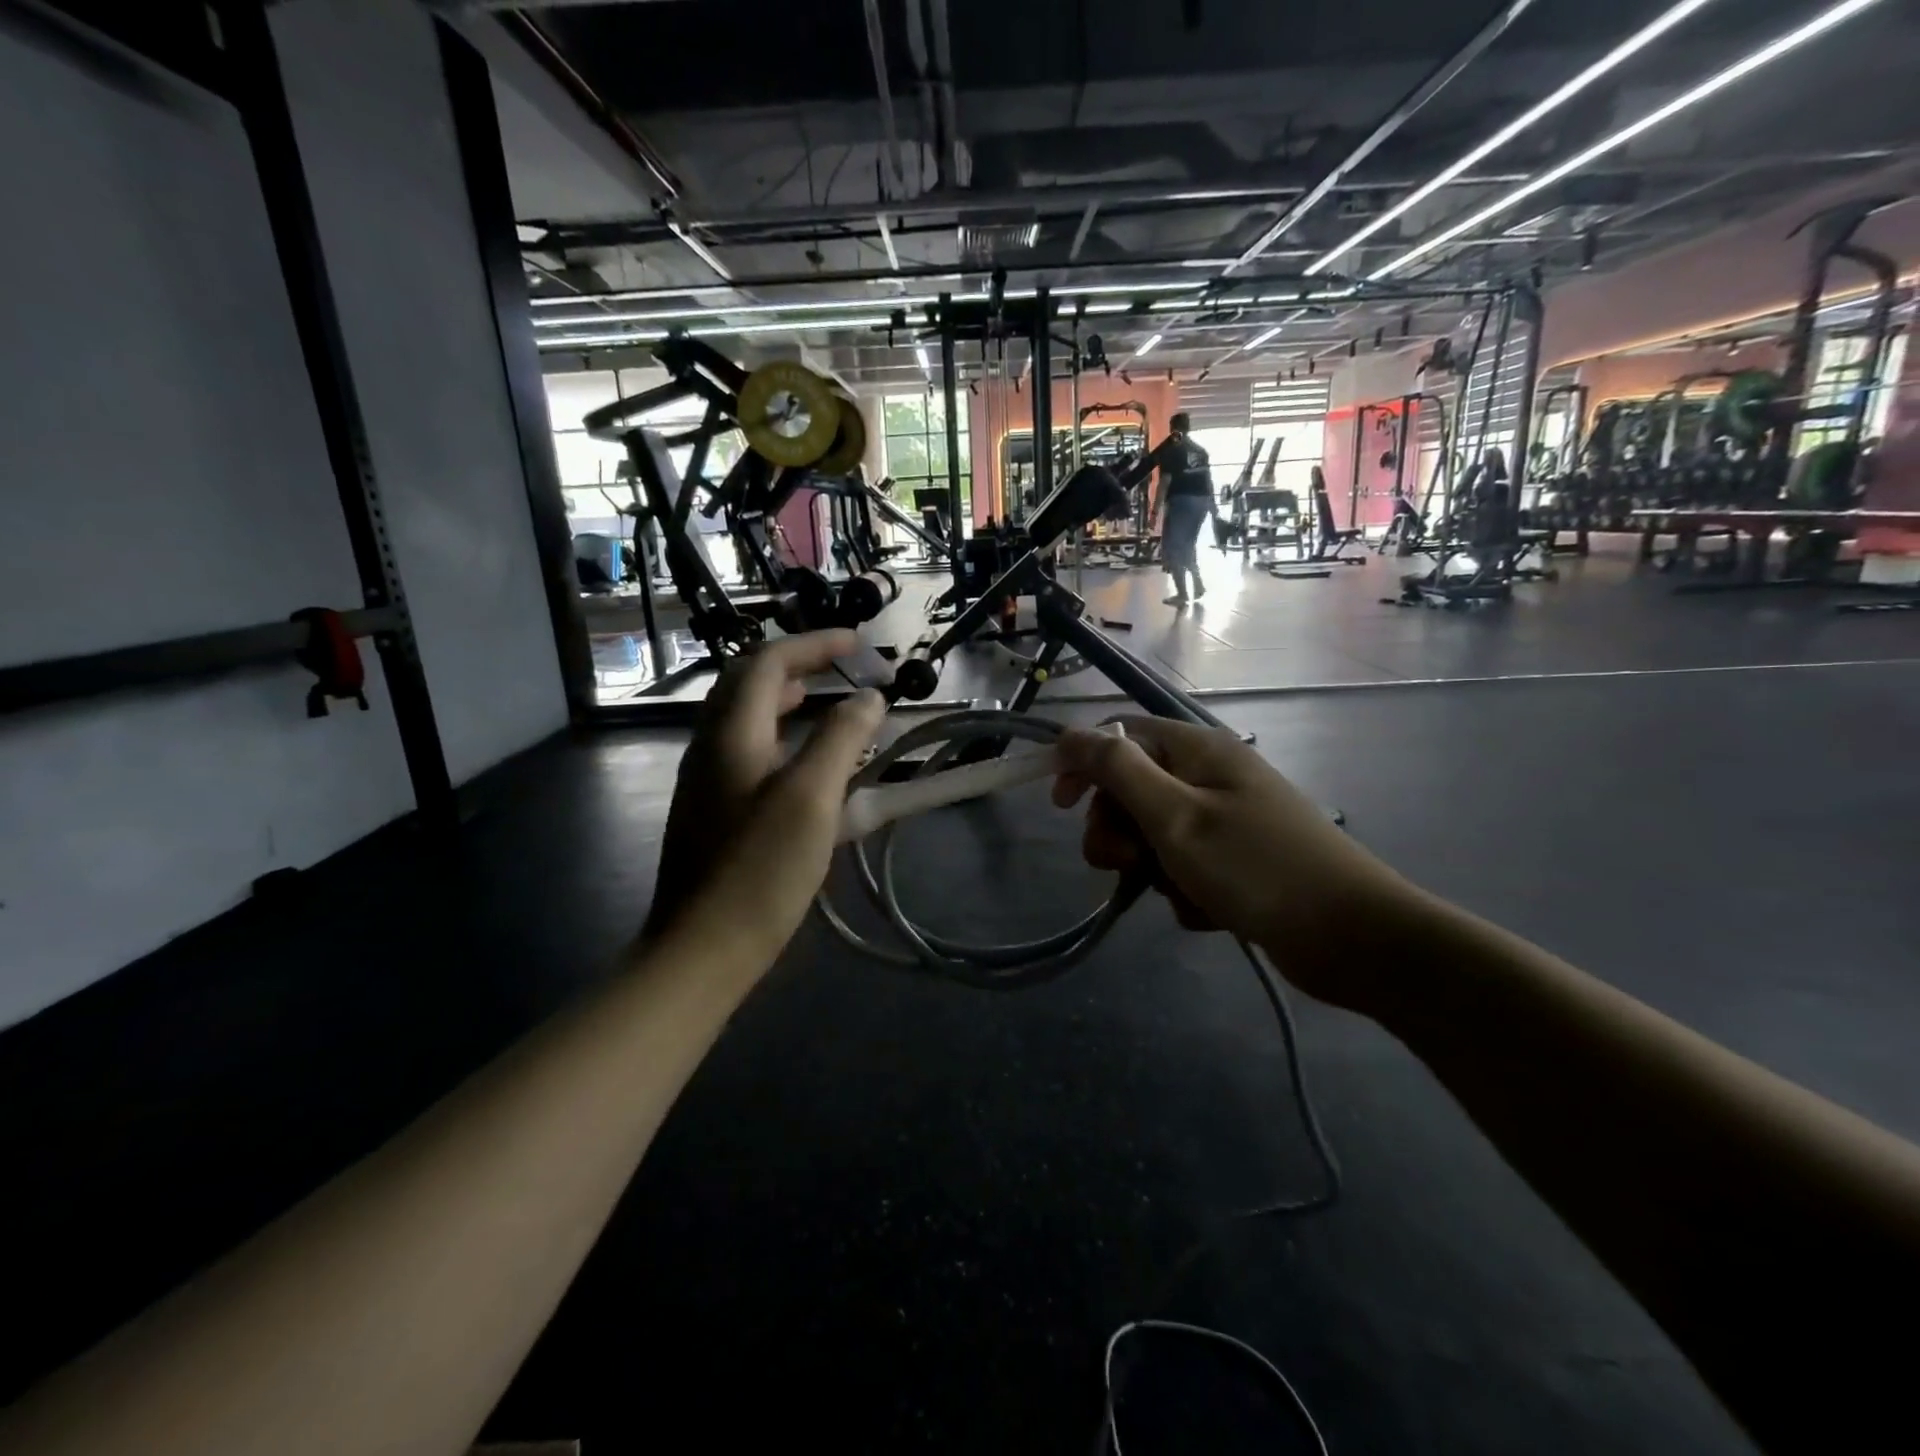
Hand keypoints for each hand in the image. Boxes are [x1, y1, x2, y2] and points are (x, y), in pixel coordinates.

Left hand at [647, 631, 885, 965]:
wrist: (703, 947)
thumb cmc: (761, 868)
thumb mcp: (811, 797)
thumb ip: (841, 739)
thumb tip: (869, 697)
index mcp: (731, 733)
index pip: (769, 662)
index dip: (815, 644)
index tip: (860, 645)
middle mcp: (711, 746)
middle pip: (748, 683)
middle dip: (796, 664)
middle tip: (840, 667)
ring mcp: (707, 779)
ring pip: (745, 718)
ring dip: (786, 699)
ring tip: (826, 704)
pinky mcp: (713, 810)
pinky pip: (747, 750)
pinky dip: (780, 737)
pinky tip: (807, 765)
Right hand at [1052, 718, 1413, 1008]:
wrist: (1354, 938)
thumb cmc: (1256, 867)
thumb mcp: (1175, 816)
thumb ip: (1118, 770)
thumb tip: (1071, 732)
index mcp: (1197, 751)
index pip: (1120, 737)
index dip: (1083, 765)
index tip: (1059, 807)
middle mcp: (1210, 777)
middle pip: (1132, 790)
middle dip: (1118, 830)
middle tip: (1127, 863)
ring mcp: (1226, 821)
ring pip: (1154, 835)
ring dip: (1152, 867)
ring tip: (1179, 891)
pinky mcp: (1237, 861)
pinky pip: (1185, 868)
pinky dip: (1184, 890)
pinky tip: (1209, 911)